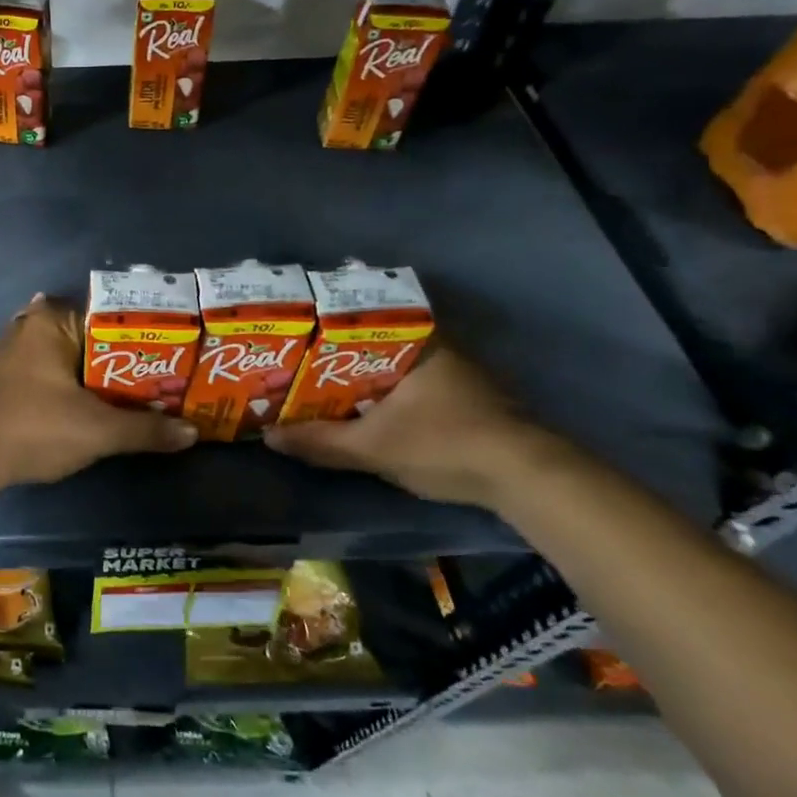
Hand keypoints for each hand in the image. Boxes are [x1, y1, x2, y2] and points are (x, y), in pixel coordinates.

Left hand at [0, 295, 197, 485]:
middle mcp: (31, 325)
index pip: (113, 315)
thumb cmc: (33, 427)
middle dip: (127, 361)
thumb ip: (145, 429)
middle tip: (167, 380)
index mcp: (52, 319)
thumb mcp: (97, 431)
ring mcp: (15, 351)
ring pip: (72, 358)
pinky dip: (76, 387)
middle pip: (94, 338)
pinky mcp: (6, 378)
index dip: (147, 337)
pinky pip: (53, 373)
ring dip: (101, 377)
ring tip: (143, 396)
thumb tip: (192, 433)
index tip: (178, 355)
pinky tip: (99, 405)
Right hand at [260, 340, 548, 506]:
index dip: (325, 324)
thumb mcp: (372, 447)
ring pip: (394, 366)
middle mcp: (438, 347)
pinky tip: (364, 410)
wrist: (527, 480)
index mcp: (417, 341)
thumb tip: (269, 437)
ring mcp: (457, 374)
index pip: (362, 317)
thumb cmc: (445, 444)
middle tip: (299, 363)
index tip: (296, 333)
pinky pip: (412, 385)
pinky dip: (386, 394)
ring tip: (321, 386)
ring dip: (363, 376)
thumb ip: (320, 441)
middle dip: (338, 354)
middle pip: (374, 343)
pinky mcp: (468, 401)